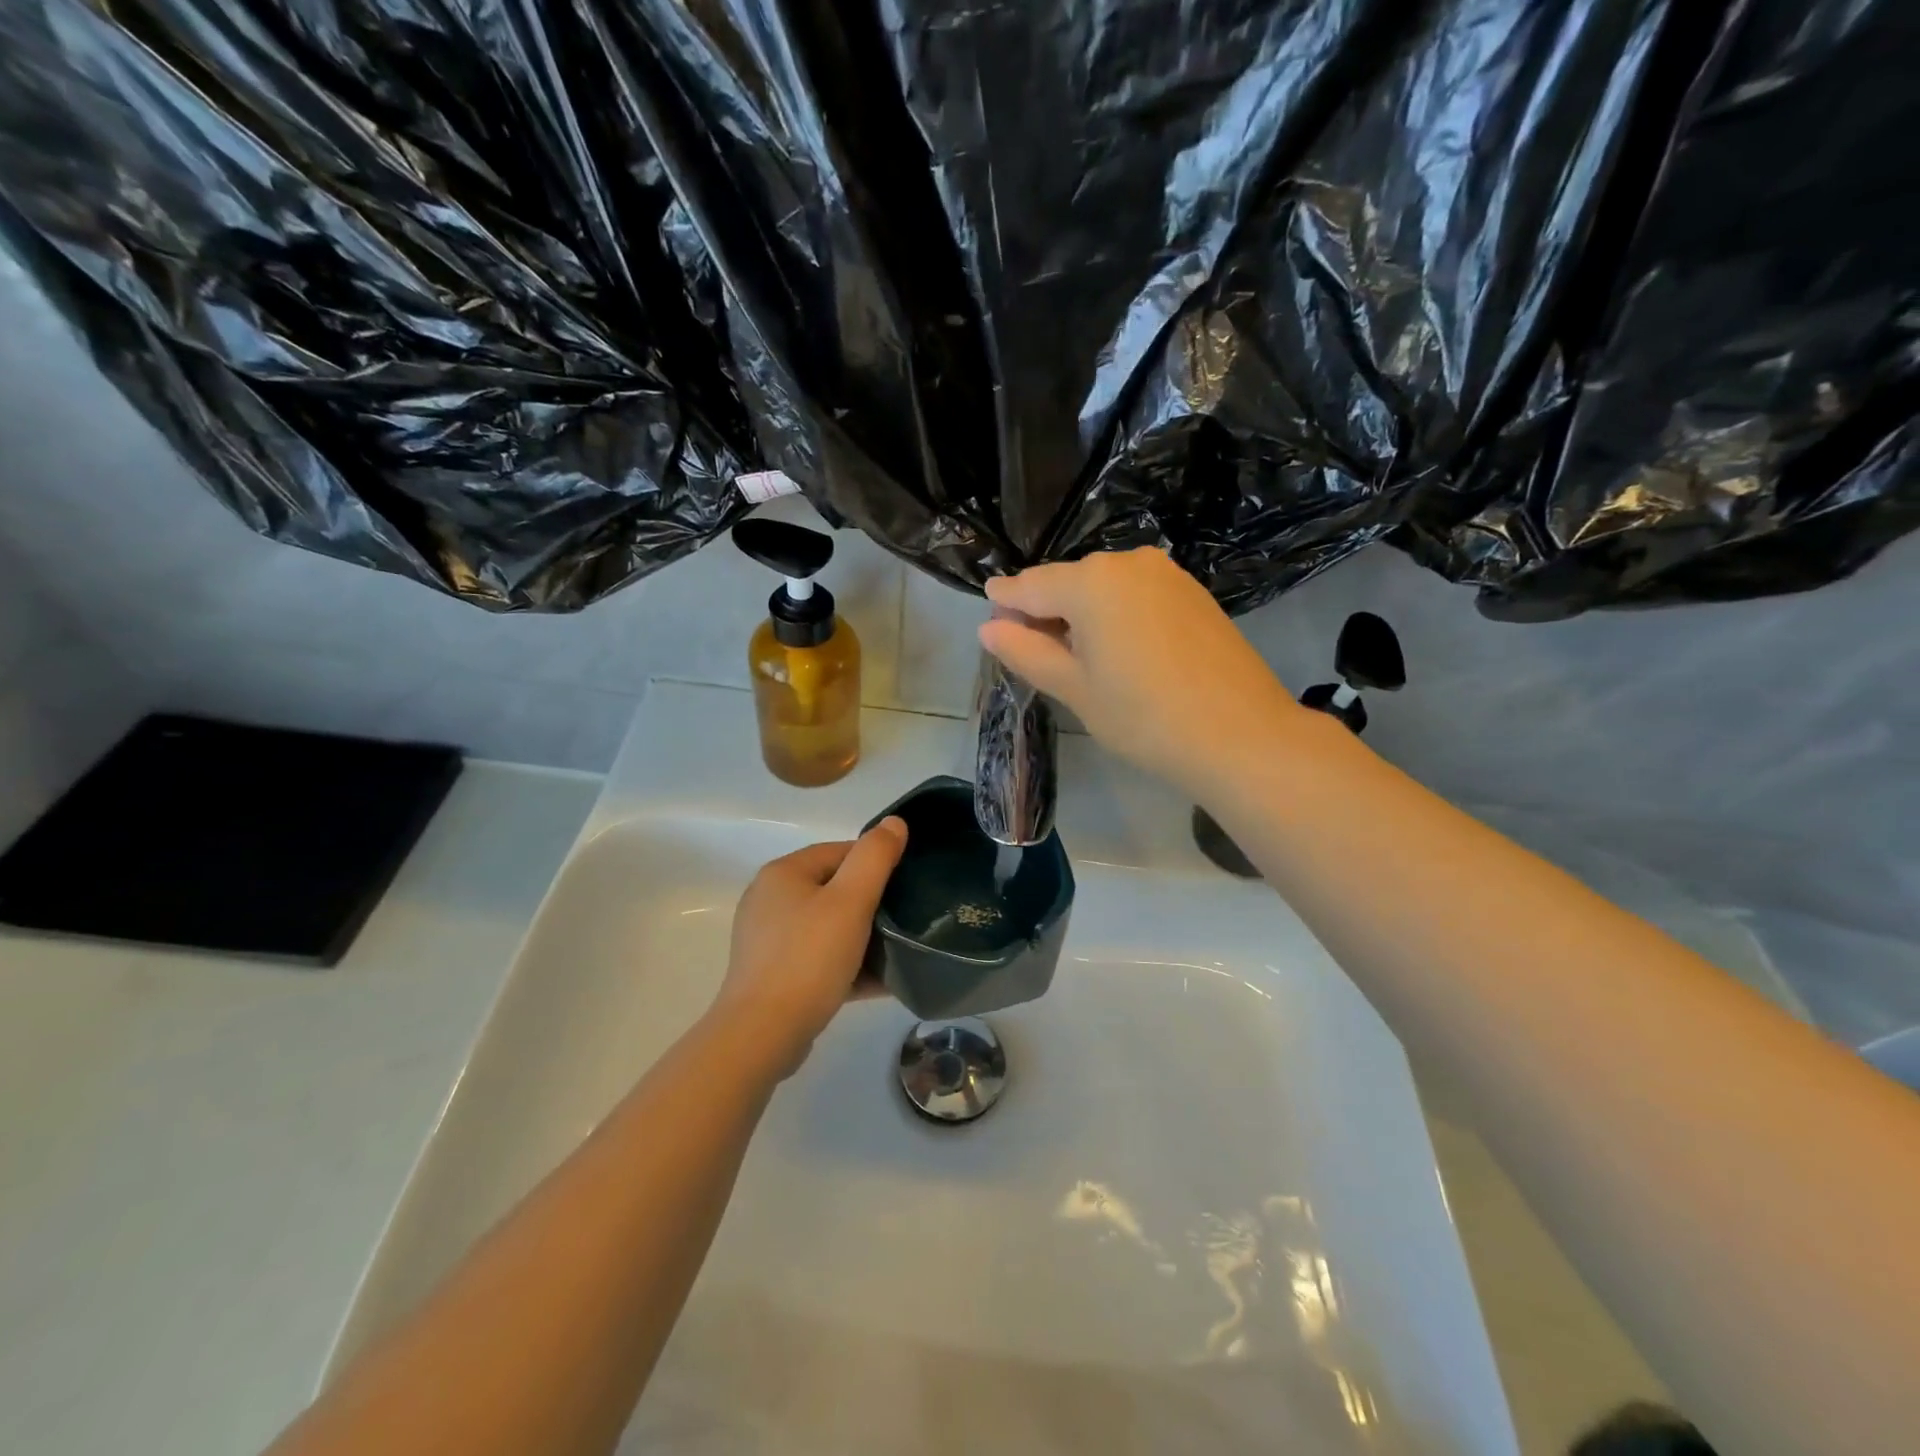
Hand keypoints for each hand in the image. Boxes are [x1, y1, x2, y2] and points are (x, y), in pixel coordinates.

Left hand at [708, 818, 908, 1078]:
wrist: (763, 1035)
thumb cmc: (809, 958)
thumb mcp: (850, 901)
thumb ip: (875, 857)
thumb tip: (894, 822)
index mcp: (783, 874)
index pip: (839, 852)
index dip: (876, 865)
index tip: (906, 887)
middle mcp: (769, 900)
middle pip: (834, 890)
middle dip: (872, 905)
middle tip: (905, 921)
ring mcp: (768, 940)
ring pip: (828, 928)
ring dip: (863, 939)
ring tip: (898, 953)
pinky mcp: (773, 975)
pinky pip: (819, 960)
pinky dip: (847, 966)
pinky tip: (880, 982)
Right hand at [979, 548, 1300, 795]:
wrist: (1241, 736)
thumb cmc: (1143, 718)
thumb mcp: (1074, 688)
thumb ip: (1027, 652)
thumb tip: (988, 628)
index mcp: (1091, 582)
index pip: (1030, 586)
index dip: (1005, 602)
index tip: (988, 617)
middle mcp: (1128, 562)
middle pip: (1068, 583)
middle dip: (1044, 611)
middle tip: (1032, 652)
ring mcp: (1167, 574)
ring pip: (1104, 589)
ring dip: (1081, 614)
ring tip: (1075, 658)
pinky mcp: (1193, 593)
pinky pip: (1136, 595)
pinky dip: (1116, 615)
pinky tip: (1119, 651)